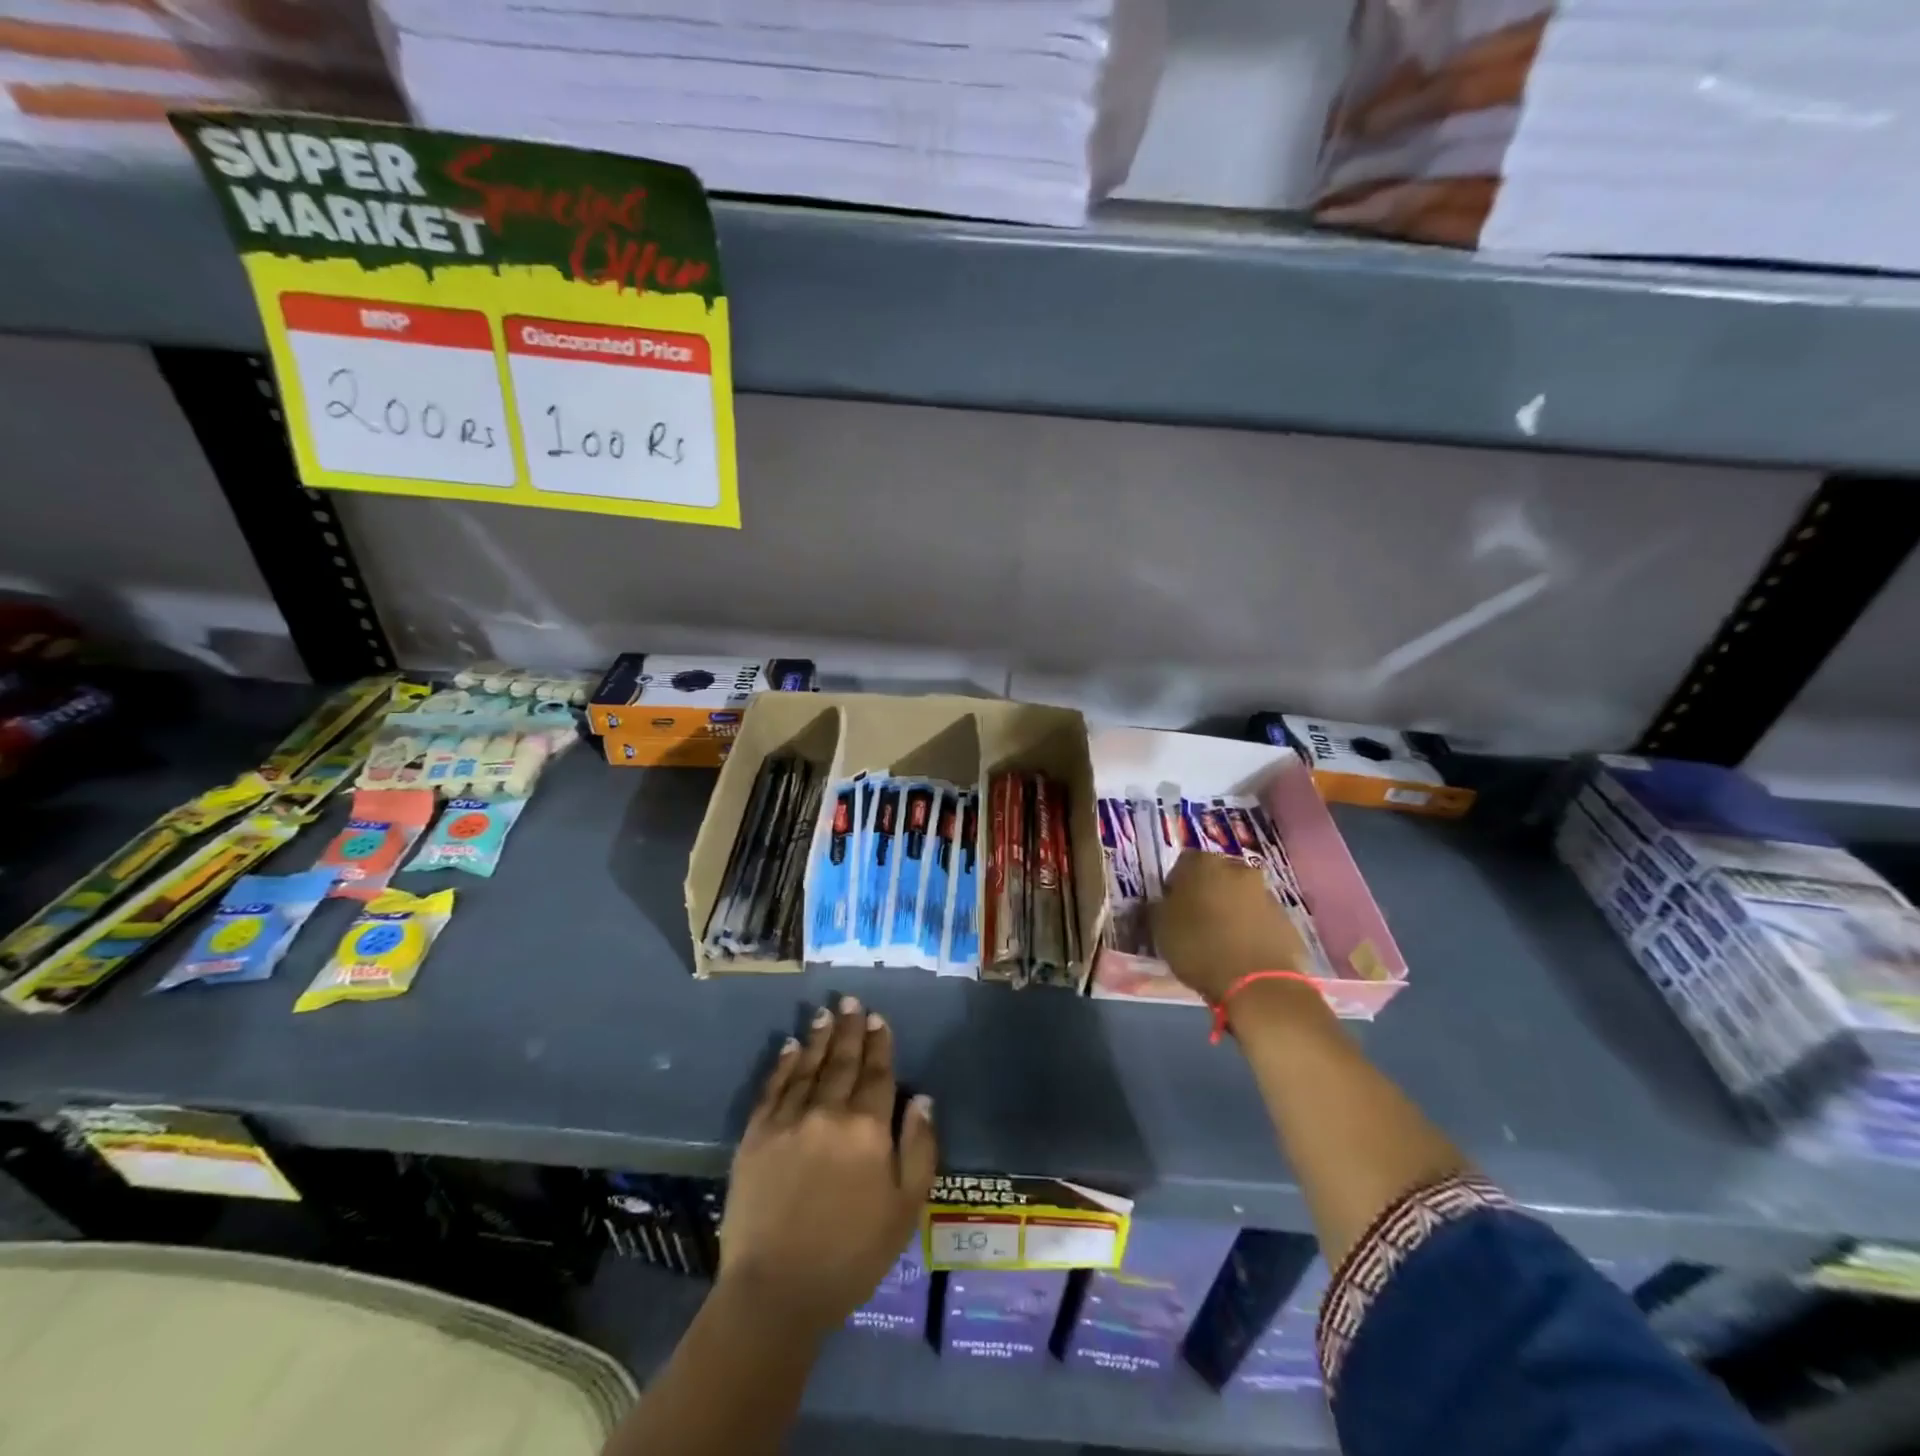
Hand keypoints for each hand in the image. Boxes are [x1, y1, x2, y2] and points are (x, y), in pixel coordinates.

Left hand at [720, 996, 936, 1336]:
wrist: (777, 1291)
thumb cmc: (851, 1255)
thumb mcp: (905, 1209)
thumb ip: (919, 1148)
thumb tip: (922, 1098)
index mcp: (867, 1130)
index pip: (877, 1074)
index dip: (879, 1044)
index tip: (877, 1018)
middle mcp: (828, 1113)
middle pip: (842, 1061)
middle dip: (849, 1029)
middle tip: (850, 1000)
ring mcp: (788, 1121)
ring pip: (807, 1066)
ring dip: (818, 1037)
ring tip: (824, 1012)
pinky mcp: (755, 1136)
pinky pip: (772, 1088)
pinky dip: (783, 1064)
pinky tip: (788, 1046)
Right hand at [1153, 854, 1310, 1003]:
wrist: (1258, 984)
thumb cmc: (1199, 948)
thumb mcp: (1160, 929)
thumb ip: (1158, 908)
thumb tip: (1161, 903)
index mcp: (1204, 864)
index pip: (1183, 863)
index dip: (1175, 884)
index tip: (1171, 907)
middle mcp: (1238, 869)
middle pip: (1217, 876)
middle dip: (1207, 893)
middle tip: (1196, 921)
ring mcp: (1266, 894)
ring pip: (1241, 896)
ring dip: (1231, 911)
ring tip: (1220, 942)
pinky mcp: (1287, 920)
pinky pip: (1260, 919)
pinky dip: (1251, 929)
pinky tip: (1242, 953)